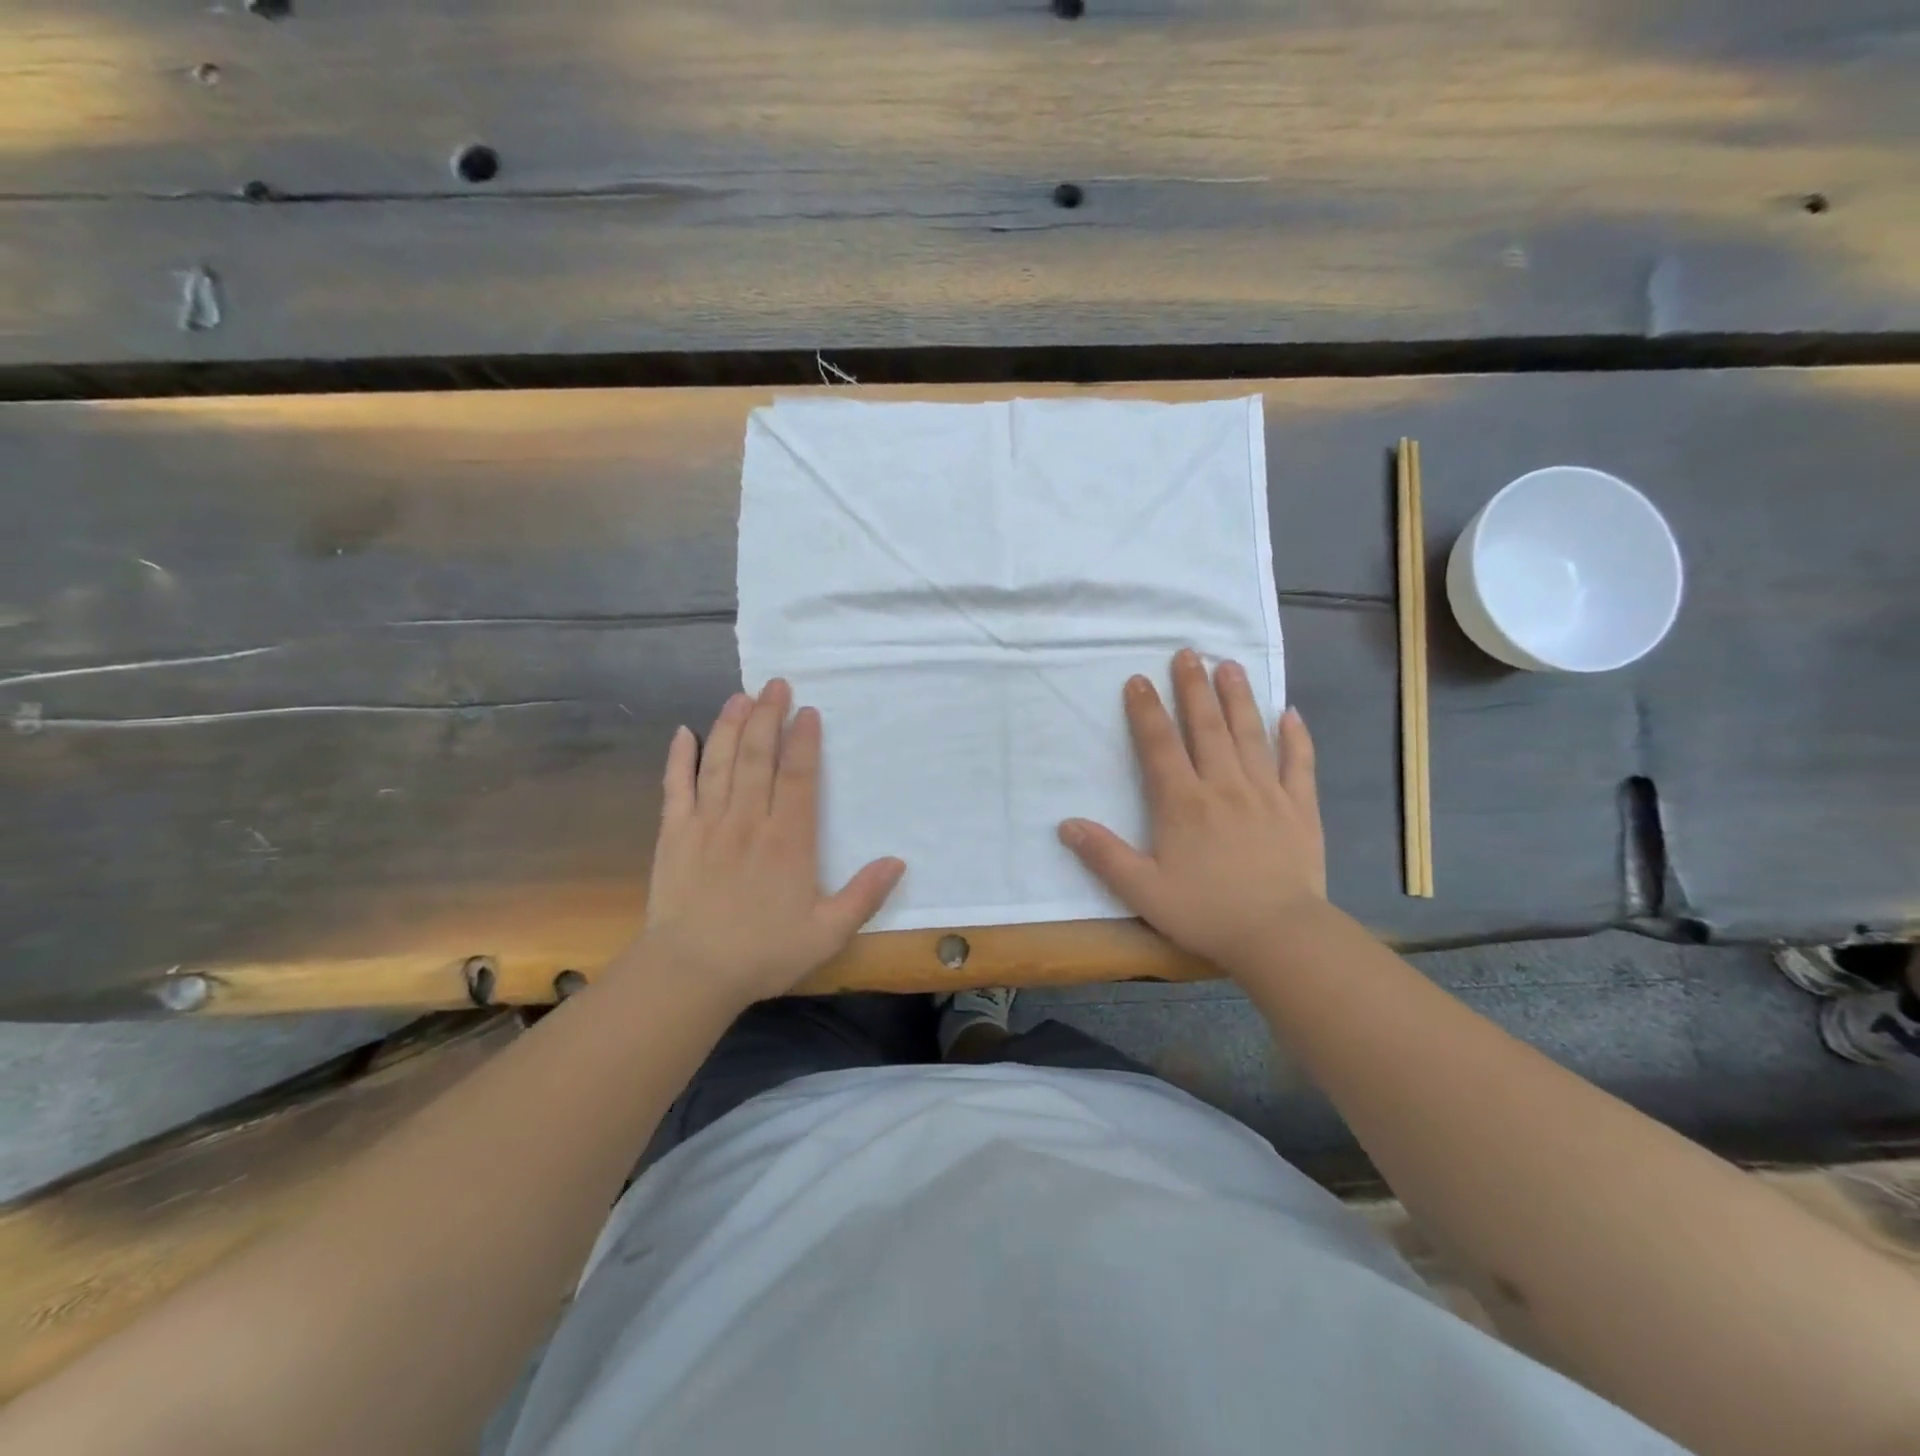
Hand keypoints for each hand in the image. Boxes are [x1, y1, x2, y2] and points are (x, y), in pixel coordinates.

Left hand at [634, 680, 904, 1005]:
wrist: (690, 973)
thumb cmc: (763, 953)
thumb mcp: (827, 933)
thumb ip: (864, 896)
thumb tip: (898, 861)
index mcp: (787, 839)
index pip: (798, 776)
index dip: (804, 740)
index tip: (808, 711)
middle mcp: (748, 820)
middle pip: (758, 756)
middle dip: (767, 716)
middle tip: (775, 684)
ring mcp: (707, 823)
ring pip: (720, 761)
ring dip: (730, 725)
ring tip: (741, 696)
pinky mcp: (674, 834)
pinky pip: (676, 786)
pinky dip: (679, 758)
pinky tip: (683, 733)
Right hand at [1059, 648, 1324, 974]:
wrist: (1279, 935)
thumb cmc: (1206, 912)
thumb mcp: (1143, 891)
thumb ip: (1104, 855)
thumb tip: (1066, 824)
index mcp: (1183, 803)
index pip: (1160, 745)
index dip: (1146, 711)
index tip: (1138, 679)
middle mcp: (1224, 786)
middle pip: (1207, 727)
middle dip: (1193, 688)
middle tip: (1188, 653)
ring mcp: (1266, 793)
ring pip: (1250, 734)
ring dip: (1238, 698)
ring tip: (1229, 666)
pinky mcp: (1300, 808)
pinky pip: (1298, 764)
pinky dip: (1295, 737)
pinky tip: (1291, 713)